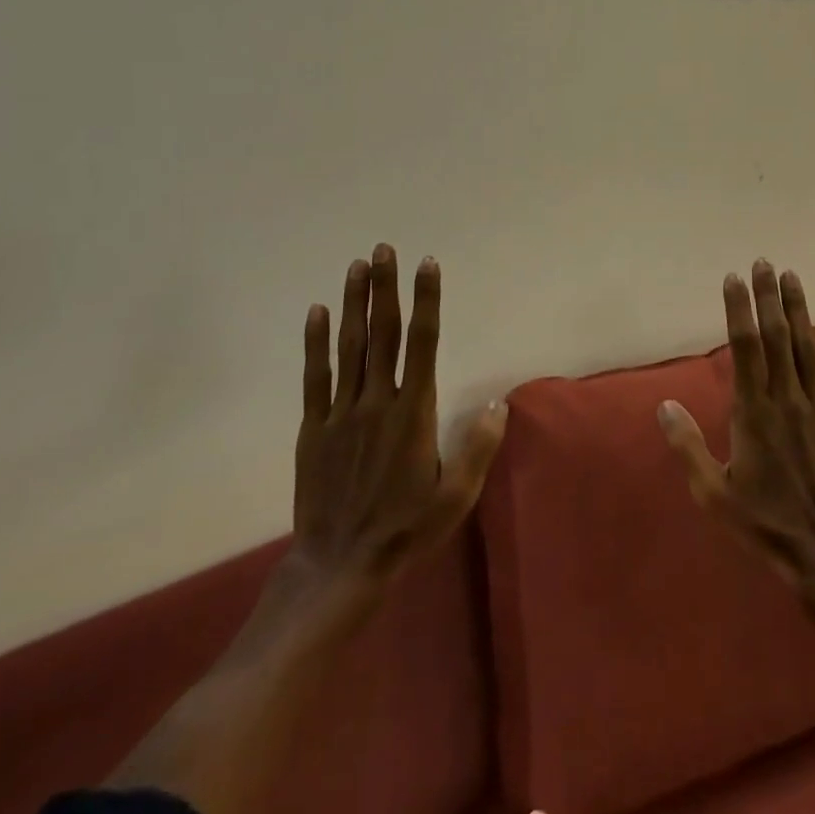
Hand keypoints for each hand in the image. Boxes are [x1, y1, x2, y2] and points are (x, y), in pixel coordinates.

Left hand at [290, 244, 508, 591]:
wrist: (337, 566)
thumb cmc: (404, 529)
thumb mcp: (455, 498)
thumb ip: (478, 448)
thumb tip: (499, 402)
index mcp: (413, 413)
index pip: (422, 343)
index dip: (425, 301)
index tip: (426, 265)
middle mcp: (377, 402)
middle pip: (383, 334)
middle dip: (385, 288)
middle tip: (384, 249)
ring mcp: (341, 413)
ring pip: (349, 347)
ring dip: (354, 303)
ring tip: (357, 266)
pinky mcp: (314, 428)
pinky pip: (315, 377)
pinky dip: (315, 343)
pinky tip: (317, 313)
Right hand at [658, 261, 814, 585]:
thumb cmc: (765, 524)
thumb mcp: (713, 494)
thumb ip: (687, 446)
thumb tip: (663, 405)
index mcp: (754, 411)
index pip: (744, 347)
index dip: (738, 308)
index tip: (733, 278)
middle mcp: (788, 399)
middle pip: (777, 336)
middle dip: (768, 296)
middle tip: (763, 262)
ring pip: (808, 347)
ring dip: (799, 308)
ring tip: (792, 276)